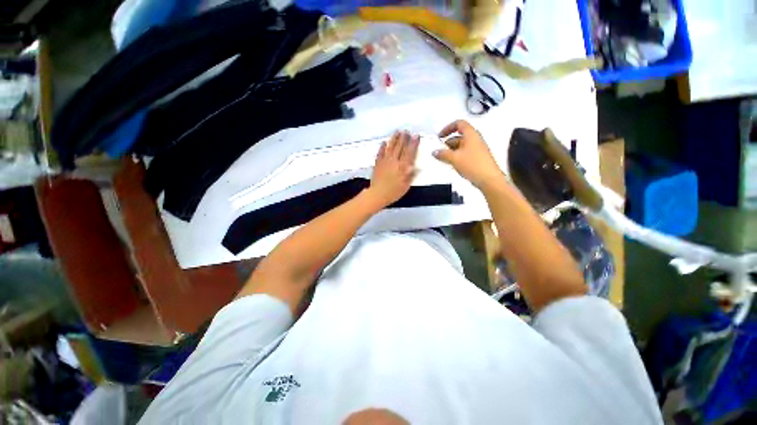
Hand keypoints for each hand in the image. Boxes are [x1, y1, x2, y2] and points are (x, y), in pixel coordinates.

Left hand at [366, 131, 418, 207]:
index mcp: (403, 167)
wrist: (377, 194)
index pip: (410, 152)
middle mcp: (395, 161)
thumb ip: (411, 175)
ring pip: (390, 147)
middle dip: (404, 138)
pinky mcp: (378, 163)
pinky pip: (380, 152)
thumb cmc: (393, 192)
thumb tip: (417, 167)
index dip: (413, 143)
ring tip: (397, 132)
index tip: (416, 136)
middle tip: (406, 131)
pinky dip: (382, 147)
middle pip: (400, 147)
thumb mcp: (406, 186)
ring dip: (394, 139)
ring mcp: (385, 161)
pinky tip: (384, 142)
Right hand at [433, 120, 504, 189]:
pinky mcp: (477, 158)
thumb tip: (435, 152)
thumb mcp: (454, 158)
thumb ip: (443, 154)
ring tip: (443, 160)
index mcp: (471, 134)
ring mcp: (477, 149)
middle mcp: (475, 140)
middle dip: (447, 143)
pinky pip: (464, 154)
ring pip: (461, 146)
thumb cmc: (473, 165)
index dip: (448, 128)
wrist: (488, 179)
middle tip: (439, 151)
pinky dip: (456, 157)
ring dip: (451, 151)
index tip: (439, 136)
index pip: (459, 124)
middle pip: (459, 136)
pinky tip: (451, 165)